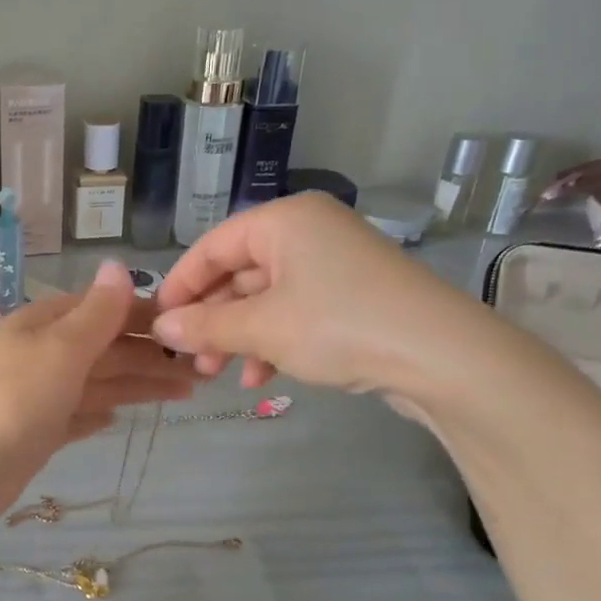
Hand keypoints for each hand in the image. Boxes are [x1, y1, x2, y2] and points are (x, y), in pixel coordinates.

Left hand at [0, 261, 197, 537]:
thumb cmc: (10, 401)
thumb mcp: (59, 348)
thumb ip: (95, 313)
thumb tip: (118, 265)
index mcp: (44, 325)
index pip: (104, 309)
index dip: (146, 315)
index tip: (191, 325)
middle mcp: (42, 355)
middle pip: (106, 348)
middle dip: (152, 355)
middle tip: (204, 369)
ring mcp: (38, 396)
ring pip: (98, 382)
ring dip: (139, 384)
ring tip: (187, 391)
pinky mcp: (36, 434)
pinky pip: (77, 416)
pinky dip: (99, 413)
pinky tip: (119, 417)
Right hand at [151, 194, 499, 415]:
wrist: (443, 357)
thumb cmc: (339, 325)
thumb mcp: (262, 327)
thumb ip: (206, 326)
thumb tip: (161, 329)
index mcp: (284, 221)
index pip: (213, 246)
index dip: (181, 285)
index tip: (158, 323)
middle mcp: (308, 233)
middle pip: (239, 274)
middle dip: (211, 319)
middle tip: (190, 359)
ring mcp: (334, 265)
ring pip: (265, 299)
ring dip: (238, 337)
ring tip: (218, 376)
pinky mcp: (353, 297)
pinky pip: (296, 313)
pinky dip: (273, 342)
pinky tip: (262, 379)